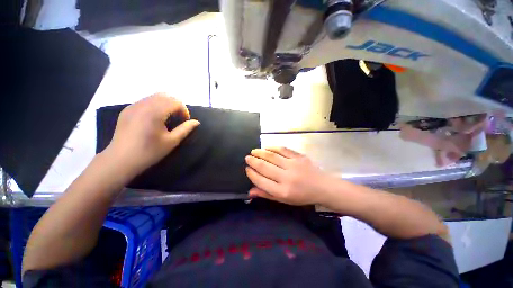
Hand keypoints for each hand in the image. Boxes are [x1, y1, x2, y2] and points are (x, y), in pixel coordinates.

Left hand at [104, 93, 199, 176]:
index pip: (175, 101)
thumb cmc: (149, 152)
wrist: (120, 160)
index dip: (184, 110)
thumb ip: (185, 129)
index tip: (185, 121)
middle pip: (165, 95)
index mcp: (154, 112)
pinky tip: (154, 118)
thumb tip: (196, 122)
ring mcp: (133, 106)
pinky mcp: (127, 110)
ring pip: (154, 96)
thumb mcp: (171, 141)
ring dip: (165, 104)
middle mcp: (143, 105)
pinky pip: (145, 101)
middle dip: (176, 104)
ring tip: (168, 117)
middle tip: (178, 118)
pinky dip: (155, 105)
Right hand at [245, 147, 329, 205]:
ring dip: (260, 152)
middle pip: (264, 166)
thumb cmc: (302, 196)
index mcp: (282, 191)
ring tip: (253, 151)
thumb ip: (266, 194)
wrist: (323, 187)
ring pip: (272, 156)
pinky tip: (267, 147)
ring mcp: (293, 165)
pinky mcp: (299, 156)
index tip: (247, 169)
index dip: (252, 174)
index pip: (261, 181)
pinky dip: (273, 147)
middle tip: (247, 157)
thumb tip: (250, 191)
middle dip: (253, 161)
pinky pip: (283, 149)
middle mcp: (287, 177)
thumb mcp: (284, 200)